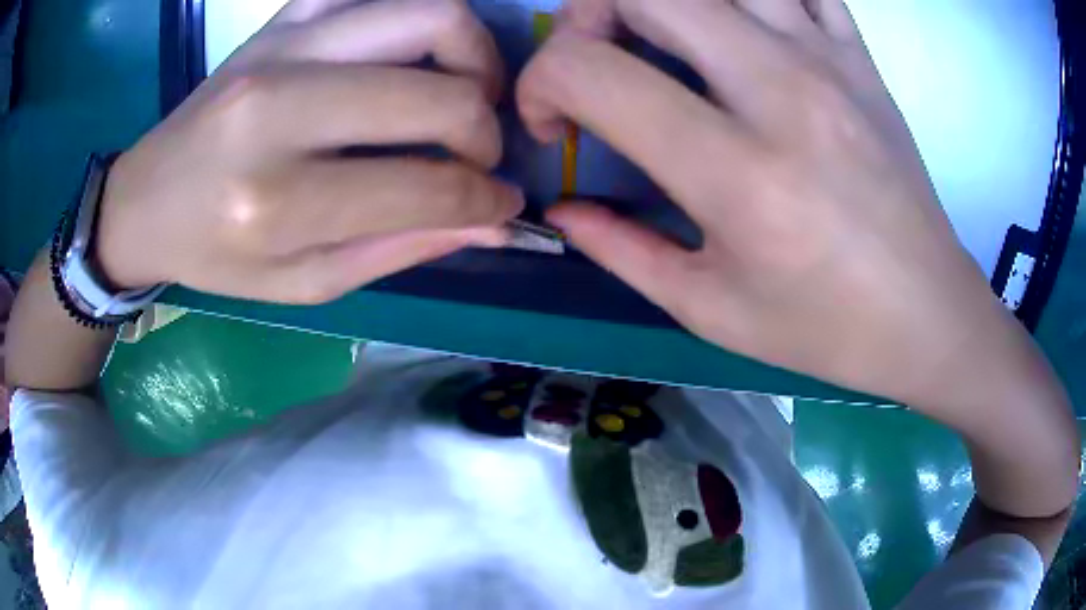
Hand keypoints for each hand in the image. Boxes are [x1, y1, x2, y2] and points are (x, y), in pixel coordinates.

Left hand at [97, 0, 522, 303]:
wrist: (144, 200)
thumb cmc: (215, 254)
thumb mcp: (302, 282)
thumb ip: (399, 250)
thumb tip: (492, 223)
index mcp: (276, 202)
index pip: (424, 188)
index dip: (485, 198)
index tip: (503, 202)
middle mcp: (278, 109)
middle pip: (438, 93)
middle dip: (485, 130)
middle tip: (479, 152)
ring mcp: (282, 46)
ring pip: (428, 14)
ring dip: (472, 55)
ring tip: (462, 91)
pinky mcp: (283, 17)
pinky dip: (415, 13)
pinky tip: (412, 52)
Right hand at [518, 0, 1077, 515]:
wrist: (928, 315)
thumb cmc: (827, 328)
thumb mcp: (712, 310)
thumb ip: (621, 250)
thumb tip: (561, 210)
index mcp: (737, 173)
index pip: (591, 71)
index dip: (542, 84)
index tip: (556, 125)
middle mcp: (780, 91)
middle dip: (587, 14)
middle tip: (597, 60)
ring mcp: (828, 60)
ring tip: (661, 37)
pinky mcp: (859, 56)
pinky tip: (741, 27)